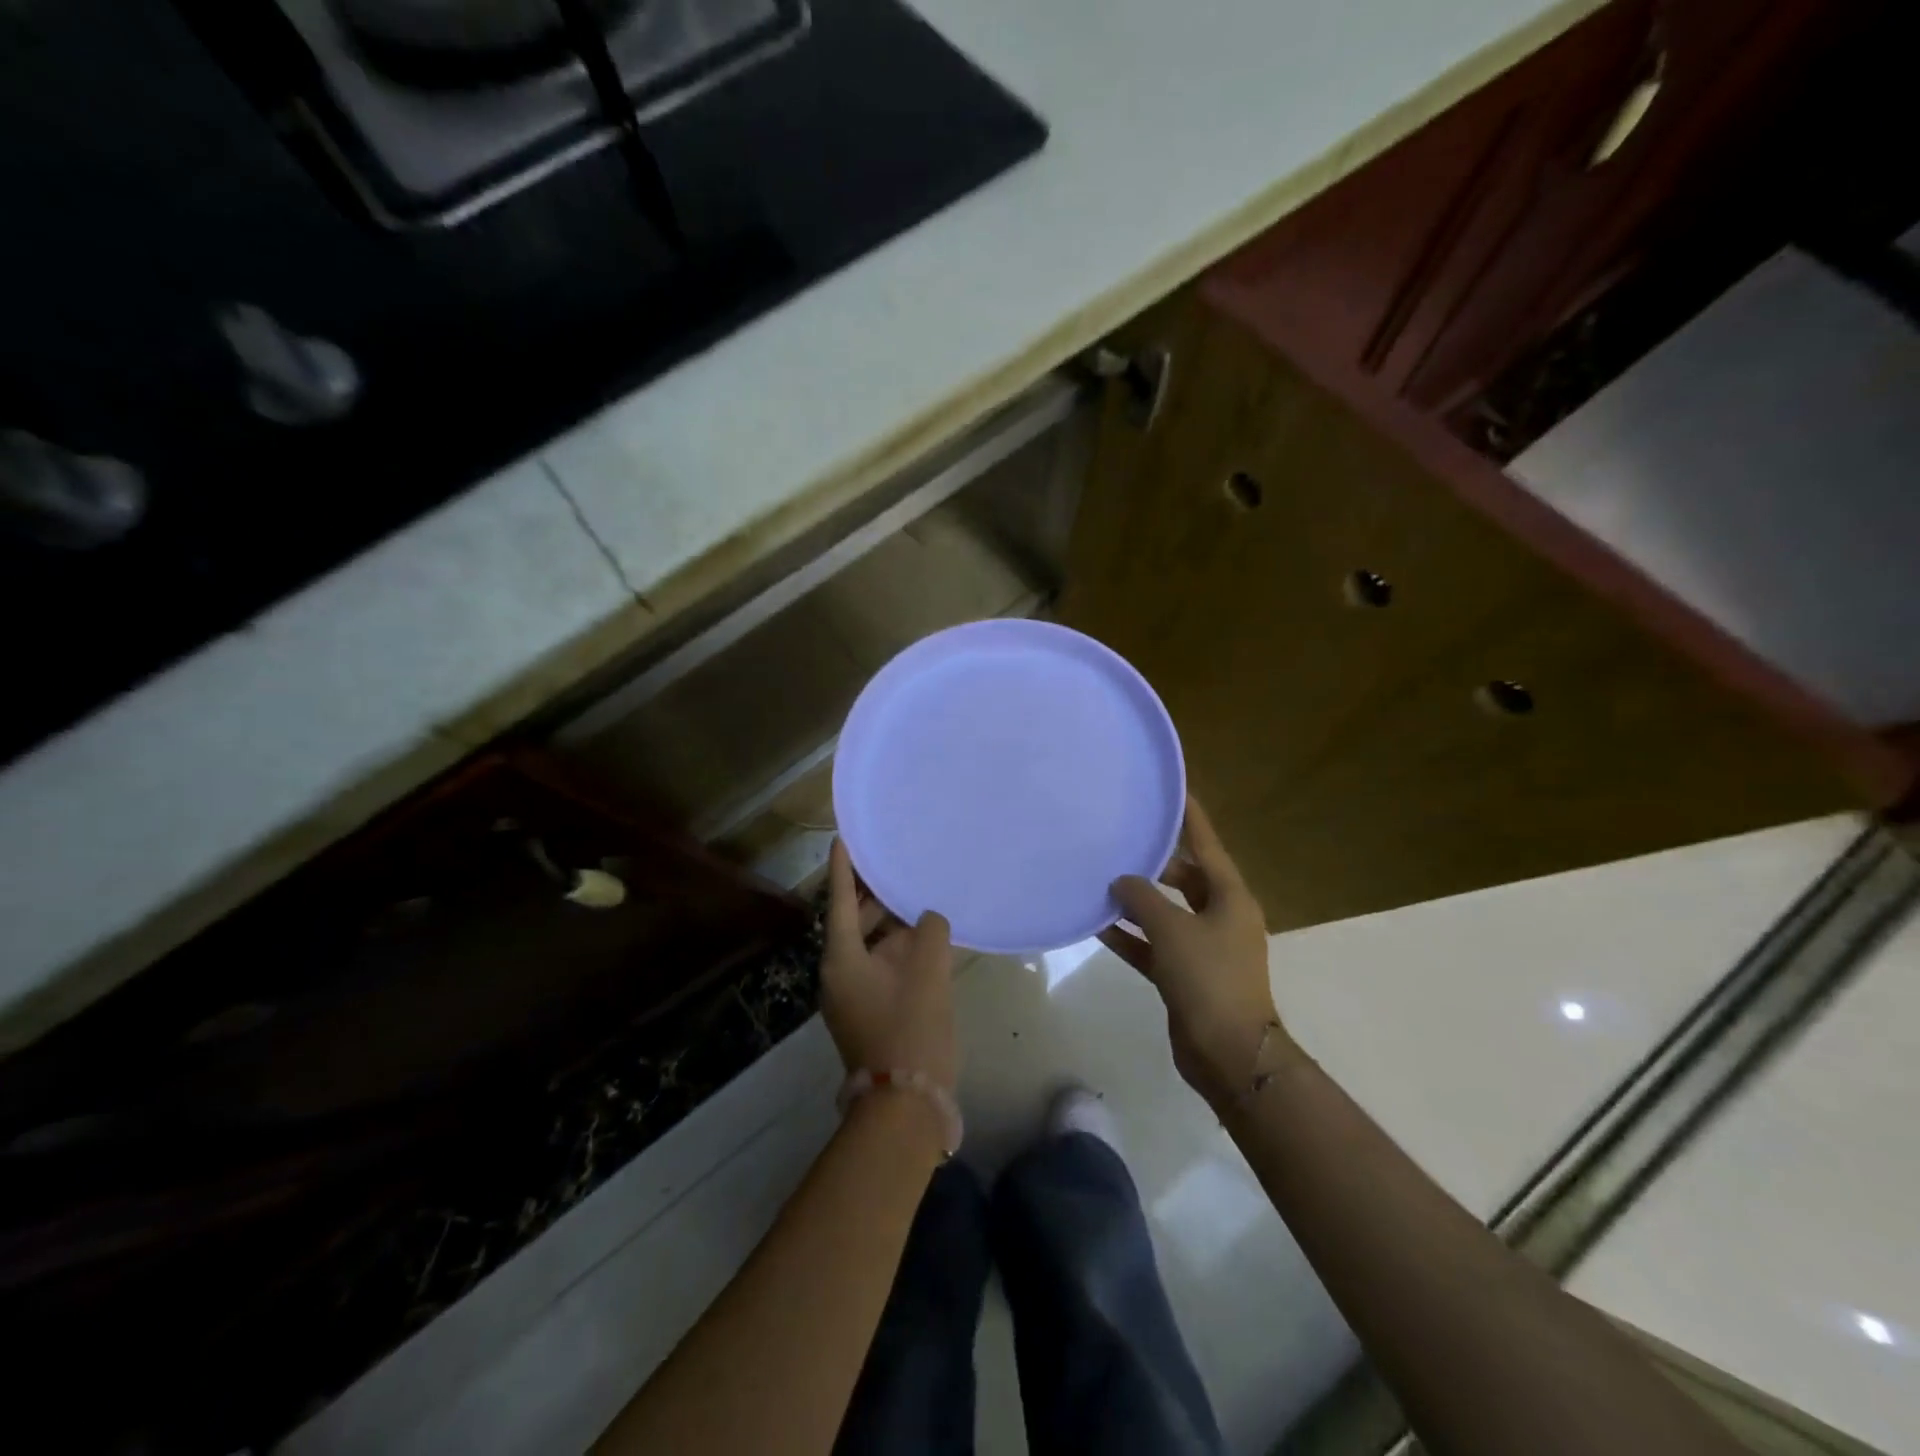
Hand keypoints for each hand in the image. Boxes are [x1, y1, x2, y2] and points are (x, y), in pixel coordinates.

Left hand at [822, 840, 957, 1091]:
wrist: (906, 1104)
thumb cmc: (911, 1028)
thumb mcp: (928, 971)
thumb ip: (930, 932)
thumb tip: (928, 919)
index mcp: (841, 958)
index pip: (841, 901)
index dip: (844, 868)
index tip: (843, 837)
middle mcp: (838, 973)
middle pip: (853, 921)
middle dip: (874, 894)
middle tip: (897, 862)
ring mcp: (852, 996)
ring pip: (869, 945)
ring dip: (890, 923)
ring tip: (917, 895)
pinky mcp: (869, 1012)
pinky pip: (879, 966)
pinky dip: (897, 948)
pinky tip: (925, 938)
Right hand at [1100, 797, 1285, 1108]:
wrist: (1229, 1053)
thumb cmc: (1209, 979)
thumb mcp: (1173, 930)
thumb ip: (1143, 899)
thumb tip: (1123, 880)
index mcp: (1230, 898)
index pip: (1207, 845)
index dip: (1190, 818)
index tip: (1174, 790)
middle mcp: (1220, 917)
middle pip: (1186, 878)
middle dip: (1155, 864)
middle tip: (1122, 843)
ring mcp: (1204, 948)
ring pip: (1167, 913)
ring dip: (1138, 902)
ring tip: (1102, 881)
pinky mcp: (1185, 974)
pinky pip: (1154, 945)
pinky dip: (1131, 936)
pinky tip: (1099, 925)